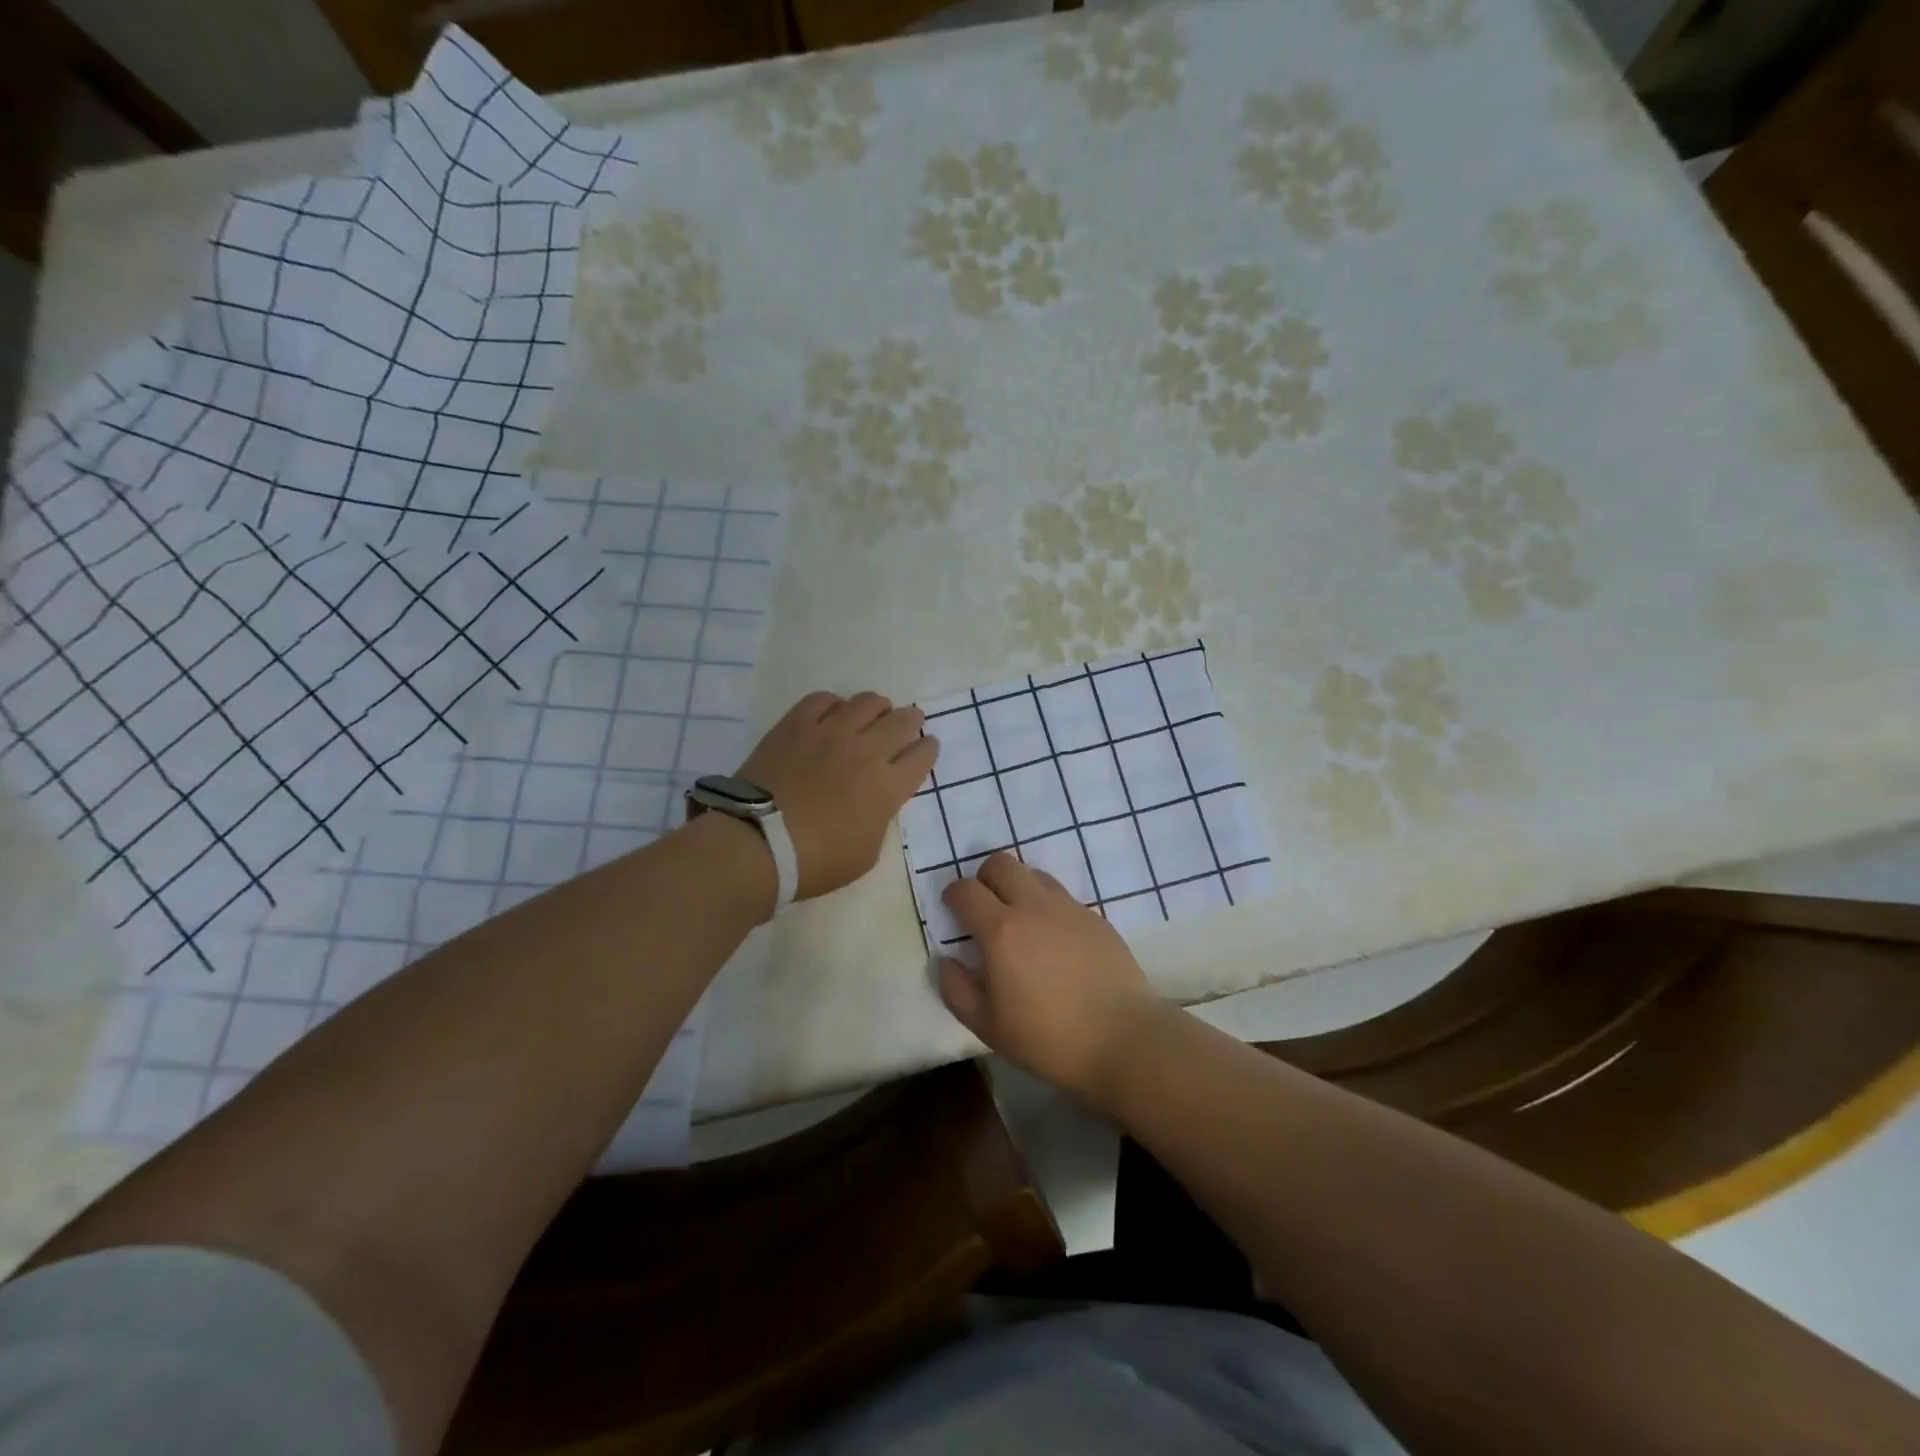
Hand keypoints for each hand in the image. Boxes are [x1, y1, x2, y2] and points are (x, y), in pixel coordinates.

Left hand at [734, 690, 938, 900]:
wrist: (758, 843)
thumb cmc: (815, 862)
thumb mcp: (866, 854)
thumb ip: (880, 820)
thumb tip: (878, 800)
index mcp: (888, 787)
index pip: (922, 756)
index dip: (928, 750)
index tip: (925, 749)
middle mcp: (867, 751)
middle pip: (903, 721)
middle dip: (911, 721)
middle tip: (907, 725)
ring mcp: (830, 732)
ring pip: (867, 702)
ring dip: (877, 708)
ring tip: (872, 715)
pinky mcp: (797, 724)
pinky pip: (823, 699)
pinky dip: (834, 705)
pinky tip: (832, 715)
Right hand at [935, 852, 1163, 1100]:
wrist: (1122, 1038)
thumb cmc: (1047, 1037)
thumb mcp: (987, 1025)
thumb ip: (956, 989)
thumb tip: (946, 960)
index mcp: (1000, 929)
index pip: (966, 890)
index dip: (953, 894)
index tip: (952, 909)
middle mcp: (1033, 906)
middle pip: (1001, 863)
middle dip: (984, 878)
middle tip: (984, 908)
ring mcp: (1068, 908)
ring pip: (1034, 874)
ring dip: (1018, 887)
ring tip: (1019, 921)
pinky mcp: (1095, 918)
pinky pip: (1062, 897)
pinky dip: (1047, 906)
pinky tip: (1054, 940)